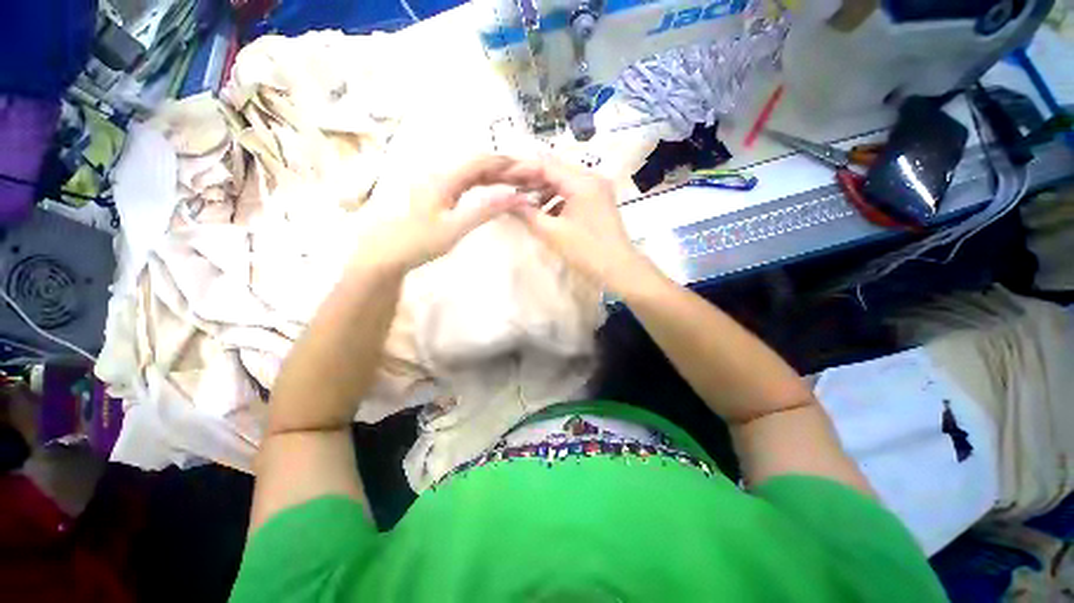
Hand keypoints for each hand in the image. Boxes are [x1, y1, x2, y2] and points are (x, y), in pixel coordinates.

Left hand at [371, 155, 527, 270]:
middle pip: (478, 163)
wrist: (390, 251)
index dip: (506, 162)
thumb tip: (514, 197)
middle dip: (505, 166)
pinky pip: (468, 181)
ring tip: (518, 180)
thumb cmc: (420, 241)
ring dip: (496, 174)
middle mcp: (442, 174)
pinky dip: (485, 183)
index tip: (528, 167)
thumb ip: (485, 210)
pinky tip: (495, 187)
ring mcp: (440, 182)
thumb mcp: (455, 228)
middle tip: (528, 174)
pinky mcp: (440, 192)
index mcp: (444, 178)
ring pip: (473, 171)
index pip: (481, 161)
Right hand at [507, 156, 650, 292]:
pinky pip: (573, 193)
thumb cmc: (586, 251)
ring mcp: (598, 189)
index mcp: (582, 182)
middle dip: (531, 181)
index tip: (502, 178)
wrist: (619, 269)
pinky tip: (545, 213)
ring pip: (564, 182)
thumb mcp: (552, 233)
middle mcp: (592, 178)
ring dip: (544, 191)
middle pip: (555, 171)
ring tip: (524, 204)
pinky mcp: (599, 201)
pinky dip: (557, 200)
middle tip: (509, 190)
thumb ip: (526, 213)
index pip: (545, 165)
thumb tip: (505, 201)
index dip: (521, 170)